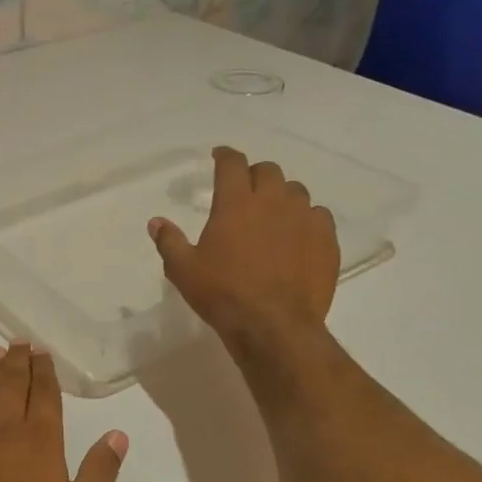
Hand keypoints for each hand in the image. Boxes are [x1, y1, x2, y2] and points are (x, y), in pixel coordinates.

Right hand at [149, 146, 340, 349]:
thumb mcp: (183, 270)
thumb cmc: (222, 294)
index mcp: (235, 203)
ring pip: (296, 191)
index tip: (219, 156)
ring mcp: (304, 219)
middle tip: (244, 190)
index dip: (225, 155)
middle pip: (268, 171)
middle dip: (254, 175)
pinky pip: (319, 216)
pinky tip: (297, 235)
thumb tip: (156, 222)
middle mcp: (273, 202)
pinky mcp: (326, 240)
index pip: (232, 164)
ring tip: (272, 214)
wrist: (273, 326)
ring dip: (281, 195)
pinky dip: (306, 219)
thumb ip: (169, 241)